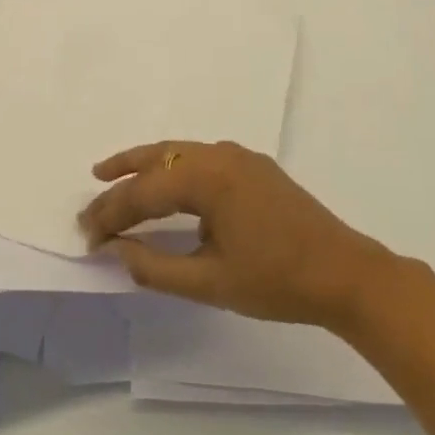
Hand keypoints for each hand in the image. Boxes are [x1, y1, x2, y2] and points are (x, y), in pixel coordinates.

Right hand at [78, 140, 394, 329]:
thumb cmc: (277, 282)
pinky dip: (172, 167)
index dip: (111, 215)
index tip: (87, 237)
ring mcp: (238, 156)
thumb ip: (155, 266)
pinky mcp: (252, 166)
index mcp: (207, 178)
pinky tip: (165, 184)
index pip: (143, 192)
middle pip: (155, 160)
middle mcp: (218, 155)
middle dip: (119, 179)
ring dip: (143, 165)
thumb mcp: (211, 282)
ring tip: (110, 174)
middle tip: (90, 200)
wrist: (347, 275)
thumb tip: (115, 249)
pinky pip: (199, 157)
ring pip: (177, 152)